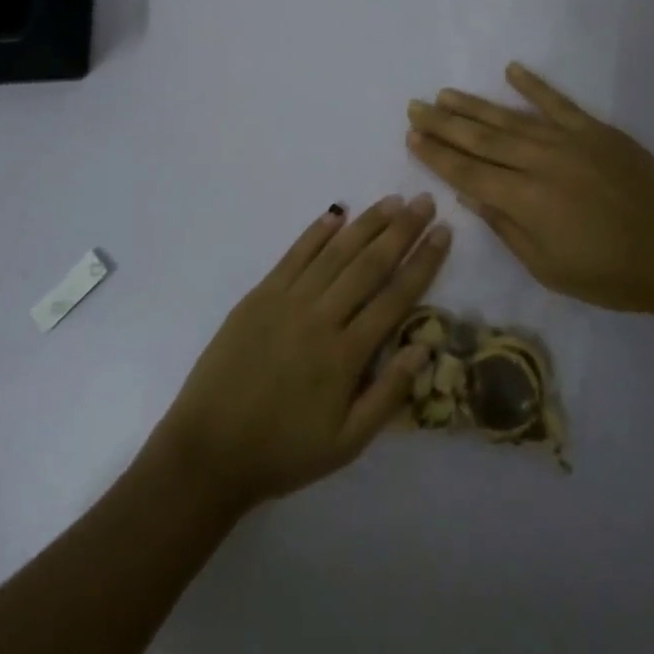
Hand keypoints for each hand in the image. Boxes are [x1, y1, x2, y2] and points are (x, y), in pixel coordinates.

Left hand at [150, 195, 450, 510]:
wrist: (209, 449)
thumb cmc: (283, 451)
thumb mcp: (346, 443)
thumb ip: (388, 394)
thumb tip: (424, 347)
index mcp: (345, 355)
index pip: (395, 297)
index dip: (423, 262)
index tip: (444, 233)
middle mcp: (320, 317)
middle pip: (369, 264)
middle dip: (401, 230)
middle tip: (425, 202)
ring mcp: (286, 301)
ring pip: (334, 252)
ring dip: (366, 224)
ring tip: (392, 201)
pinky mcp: (259, 295)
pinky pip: (293, 256)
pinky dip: (316, 232)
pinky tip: (336, 213)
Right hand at [406, 63, 653, 318]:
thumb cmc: (613, 275)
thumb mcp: (549, 268)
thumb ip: (506, 228)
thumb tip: (468, 195)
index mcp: (525, 200)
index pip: (467, 172)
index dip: (436, 155)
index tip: (411, 137)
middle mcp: (539, 162)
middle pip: (480, 139)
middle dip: (443, 123)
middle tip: (414, 107)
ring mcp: (569, 141)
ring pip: (509, 118)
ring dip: (474, 105)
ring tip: (444, 94)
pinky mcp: (596, 130)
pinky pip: (557, 102)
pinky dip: (533, 85)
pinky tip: (511, 70)